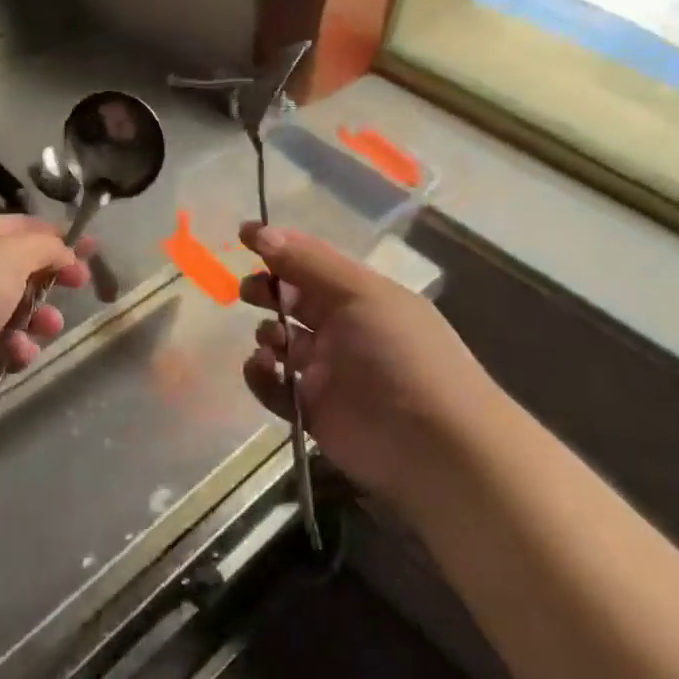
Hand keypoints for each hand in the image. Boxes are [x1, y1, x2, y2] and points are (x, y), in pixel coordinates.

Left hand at [0, 216, 90, 416]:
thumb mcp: (11, 255)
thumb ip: (47, 248)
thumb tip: (68, 252)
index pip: (25, 228)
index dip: (59, 236)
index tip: (91, 248)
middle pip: (26, 270)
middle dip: (55, 279)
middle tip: (80, 284)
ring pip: (21, 311)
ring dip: (41, 318)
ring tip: (47, 326)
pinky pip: (7, 345)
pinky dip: (19, 348)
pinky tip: (18, 352)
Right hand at [241, 223, 491, 504]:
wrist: (436, 445)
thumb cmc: (401, 354)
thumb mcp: (360, 294)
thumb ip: (308, 263)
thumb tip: (262, 232)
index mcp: (361, 295)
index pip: (313, 262)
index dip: (279, 246)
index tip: (242, 235)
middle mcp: (344, 328)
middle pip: (294, 301)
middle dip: (269, 291)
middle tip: (251, 291)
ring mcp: (328, 372)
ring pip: (282, 343)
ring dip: (267, 334)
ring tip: (270, 339)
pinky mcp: (313, 412)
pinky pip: (275, 387)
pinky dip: (261, 376)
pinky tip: (262, 368)